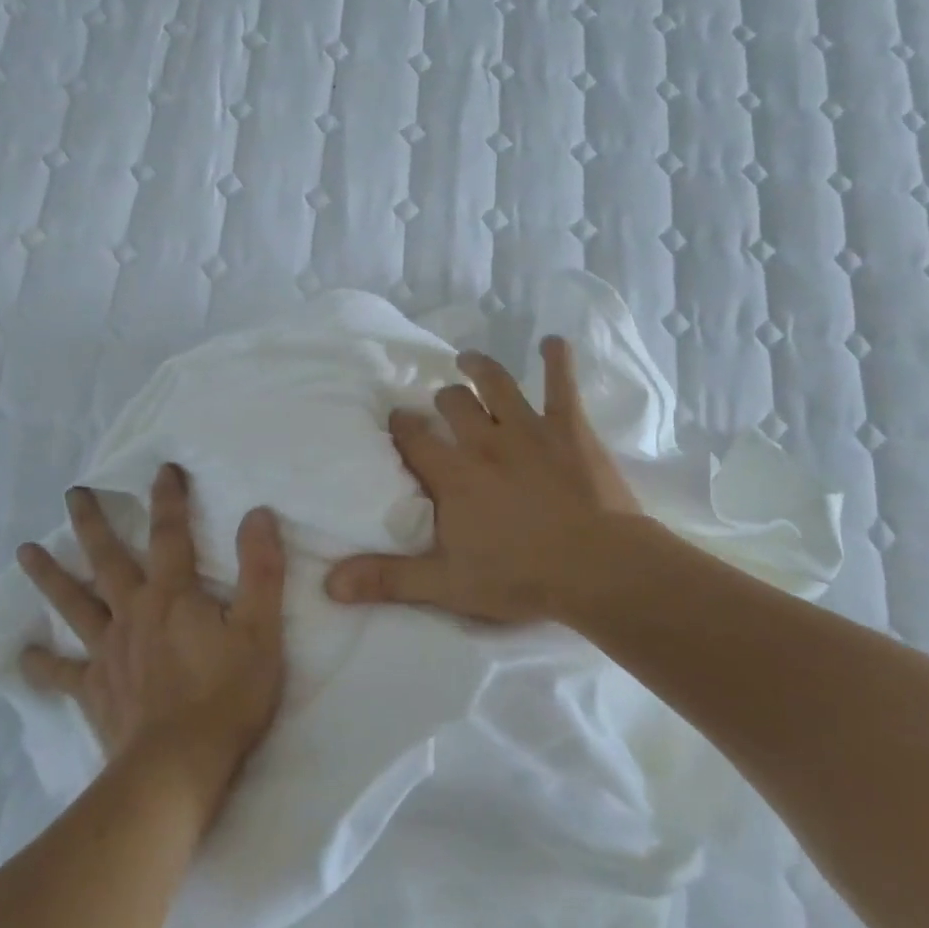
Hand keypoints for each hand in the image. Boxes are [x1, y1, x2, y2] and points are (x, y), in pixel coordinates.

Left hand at [17, 465, 286, 818]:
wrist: (179, 768)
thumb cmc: (227, 696)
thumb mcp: (260, 629)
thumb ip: (260, 570)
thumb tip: (257, 514)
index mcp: (172, 595)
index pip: (170, 534)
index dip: (169, 499)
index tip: (163, 469)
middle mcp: (133, 612)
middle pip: (108, 559)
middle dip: (92, 523)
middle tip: (73, 494)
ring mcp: (108, 652)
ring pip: (73, 604)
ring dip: (50, 576)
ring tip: (25, 551)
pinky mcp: (95, 690)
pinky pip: (62, 673)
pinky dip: (41, 665)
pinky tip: (21, 657)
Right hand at [325, 337, 649, 625]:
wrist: (598, 568)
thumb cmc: (520, 577)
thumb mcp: (446, 585)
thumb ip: (388, 579)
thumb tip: (330, 584)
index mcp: (453, 474)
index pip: (414, 439)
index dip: (402, 427)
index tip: (396, 421)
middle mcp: (484, 441)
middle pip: (453, 404)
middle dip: (442, 400)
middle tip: (440, 403)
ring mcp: (529, 430)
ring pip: (497, 384)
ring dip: (480, 368)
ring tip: (468, 359)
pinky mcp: (570, 429)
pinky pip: (561, 385)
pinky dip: (557, 360)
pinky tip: (553, 342)